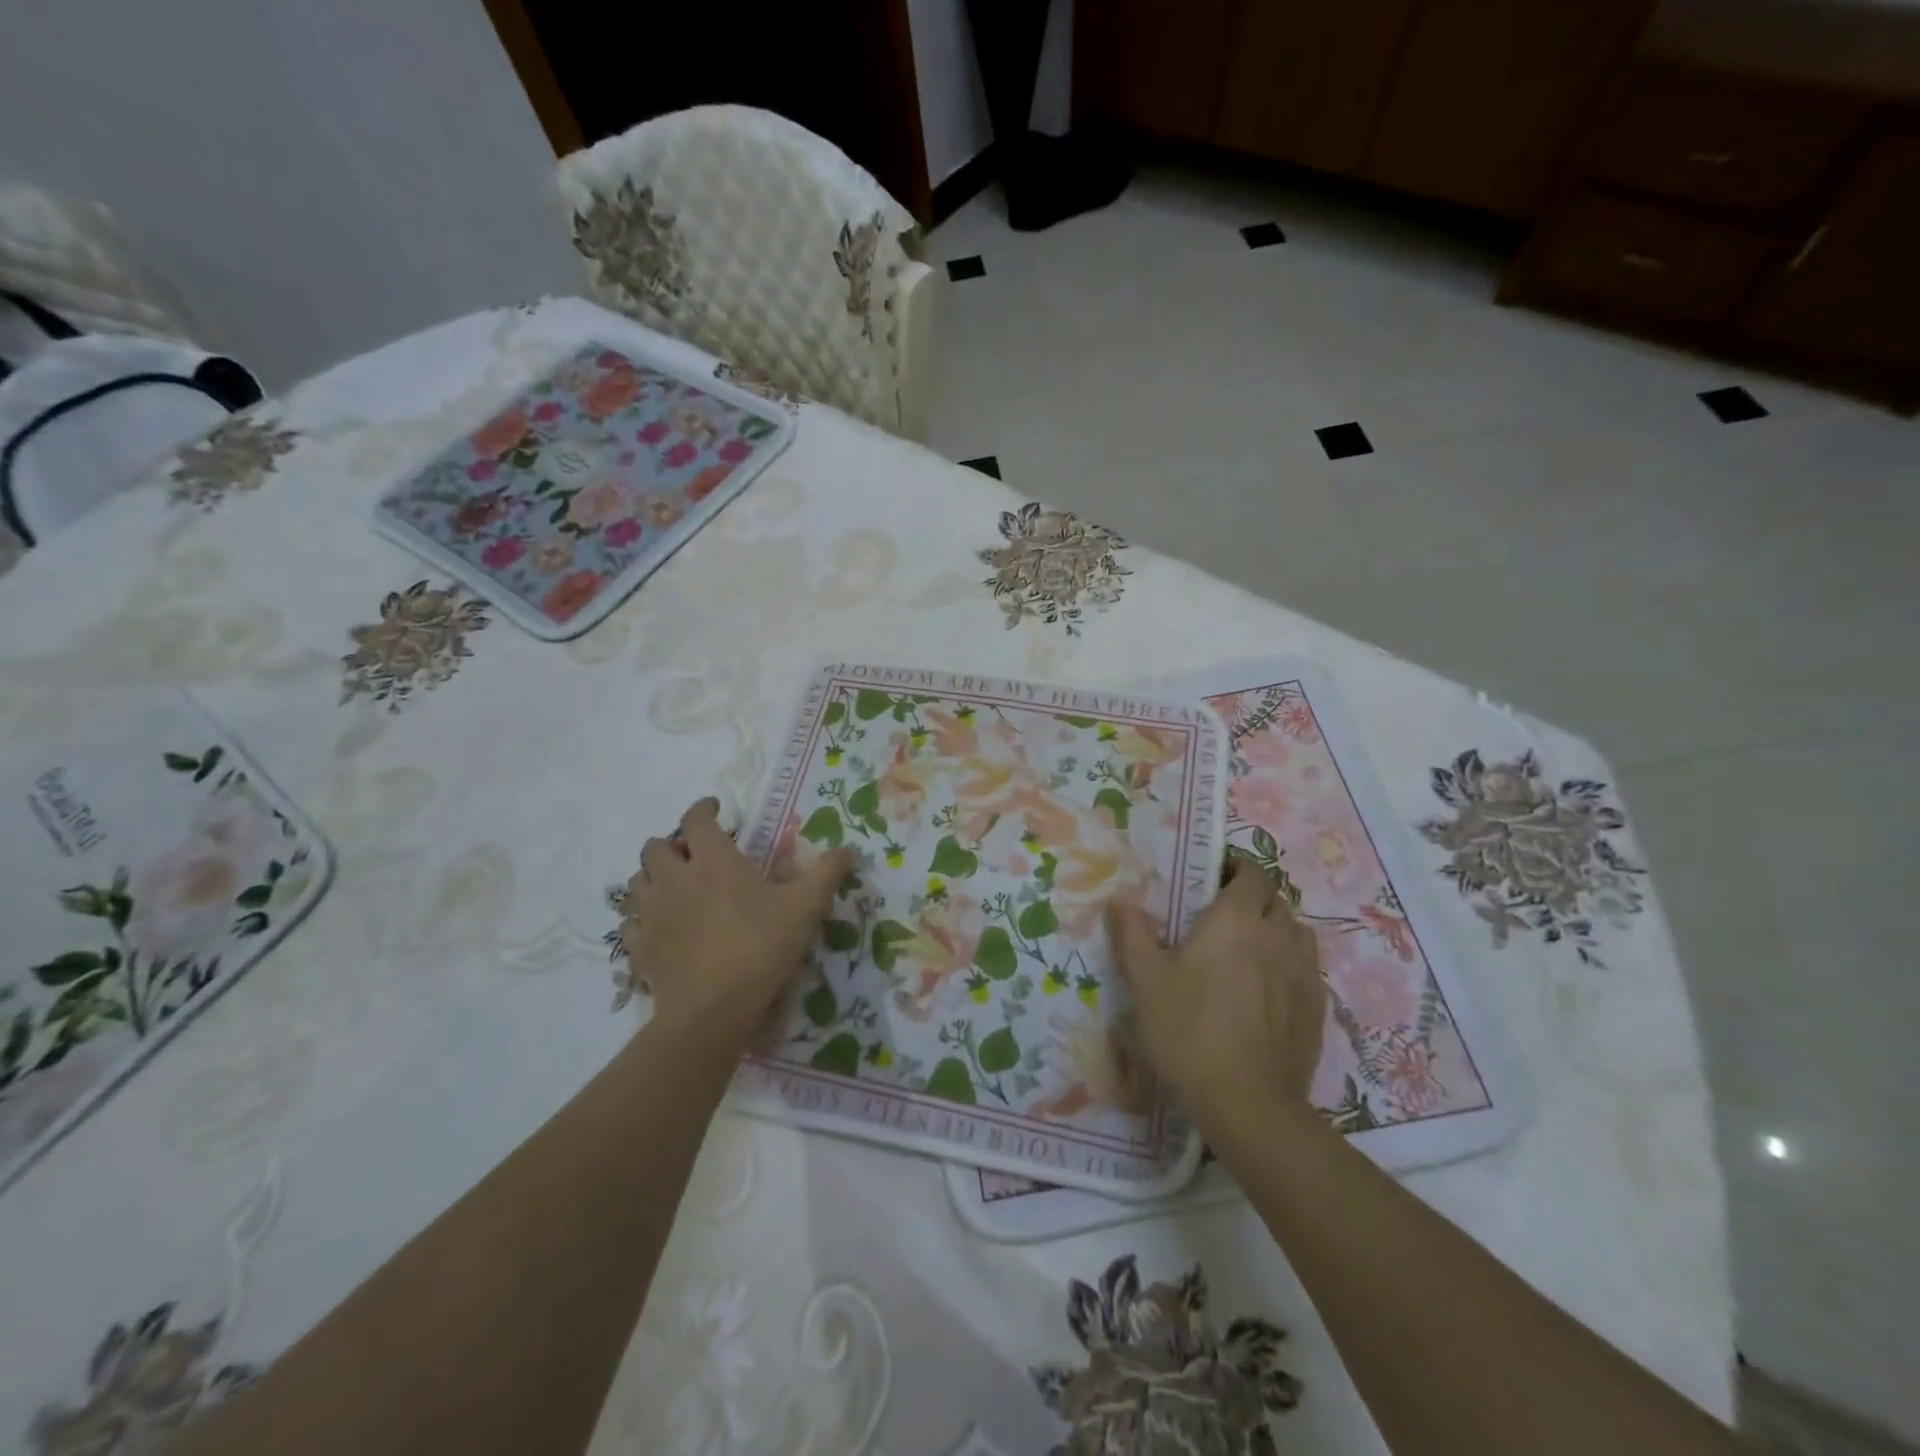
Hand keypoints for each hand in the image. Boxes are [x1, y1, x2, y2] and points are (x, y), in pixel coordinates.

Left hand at [620, 798, 854, 1053]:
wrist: (711, 1011)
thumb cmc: (759, 948)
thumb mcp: (804, 908)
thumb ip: (827, 874)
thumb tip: (850, 849)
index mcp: (712, 860)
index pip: (695, 819)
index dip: (704, 808)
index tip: (716, 810)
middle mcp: (674, 878)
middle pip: (656, 846)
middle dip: (673, 844)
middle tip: (696, 855)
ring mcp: (650, 914)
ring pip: (637, 881)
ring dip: (654, 876)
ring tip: (676, 886)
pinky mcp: (638, 947)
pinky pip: (631, 922)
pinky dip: (643, 917)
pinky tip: (661, 927)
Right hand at [1107, 851, 1326, 1128]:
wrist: (1247, 1103)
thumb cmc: (1188, 1030)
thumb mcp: (1146, 980)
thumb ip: (1133, 934)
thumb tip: (1118, 900)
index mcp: (1236, 919)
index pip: (1252, 873)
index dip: (1237, 867)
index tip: (1216, 875)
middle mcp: (1277, 935)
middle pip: (1276, 899)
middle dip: (1254, 897)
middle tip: (1224, 913)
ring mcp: (1303, 972)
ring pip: (1296, 931)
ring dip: (1275, 927)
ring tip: (1249, 946)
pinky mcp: (1317, 1006)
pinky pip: (1306, 966)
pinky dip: (1289, 962)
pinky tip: (1268, 987)